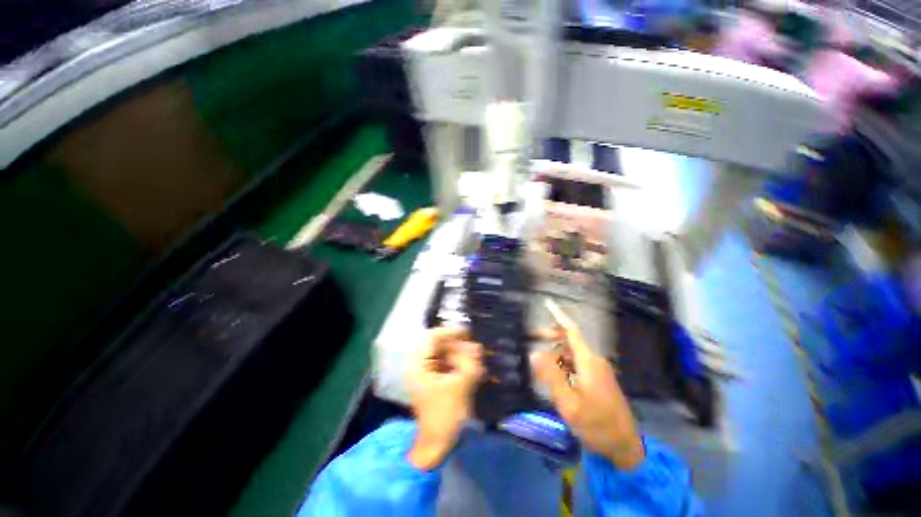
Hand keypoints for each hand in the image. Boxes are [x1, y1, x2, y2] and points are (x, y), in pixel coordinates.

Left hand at [406, 327, 483, 469]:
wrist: (437, 444)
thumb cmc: (445, 416)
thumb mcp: (461, 386)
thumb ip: (469, 362)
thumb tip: (476, 346)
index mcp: (417, 365)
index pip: (432, 337)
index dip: (450, 332)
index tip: (468, 332)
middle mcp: (418, 364)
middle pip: (437, 343)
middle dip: (457, 344)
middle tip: (474, 350)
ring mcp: (424, 371)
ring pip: (442, 352)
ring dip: (459, 353)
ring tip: (475, 360)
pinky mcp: (431, 378)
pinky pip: (444, 362)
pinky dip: (457, 362)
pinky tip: (470, 368)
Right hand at [531, 311, 644, 469]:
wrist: (625, 447)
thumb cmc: (596, 425)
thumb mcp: (569, 403)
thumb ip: (551, 376)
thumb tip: (533, 352)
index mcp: (588, 361)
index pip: (571, 330)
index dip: (558, 315)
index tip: (546, 302)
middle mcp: (594, 360)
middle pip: (569, 340)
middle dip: (550, 337)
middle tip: (531, 341)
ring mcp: (598, 370)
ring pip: (571, 353)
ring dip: (555, 354)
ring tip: (540, 368)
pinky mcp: (598, 379)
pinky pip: (576, 364)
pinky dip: (563, 365)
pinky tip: (554, 378)